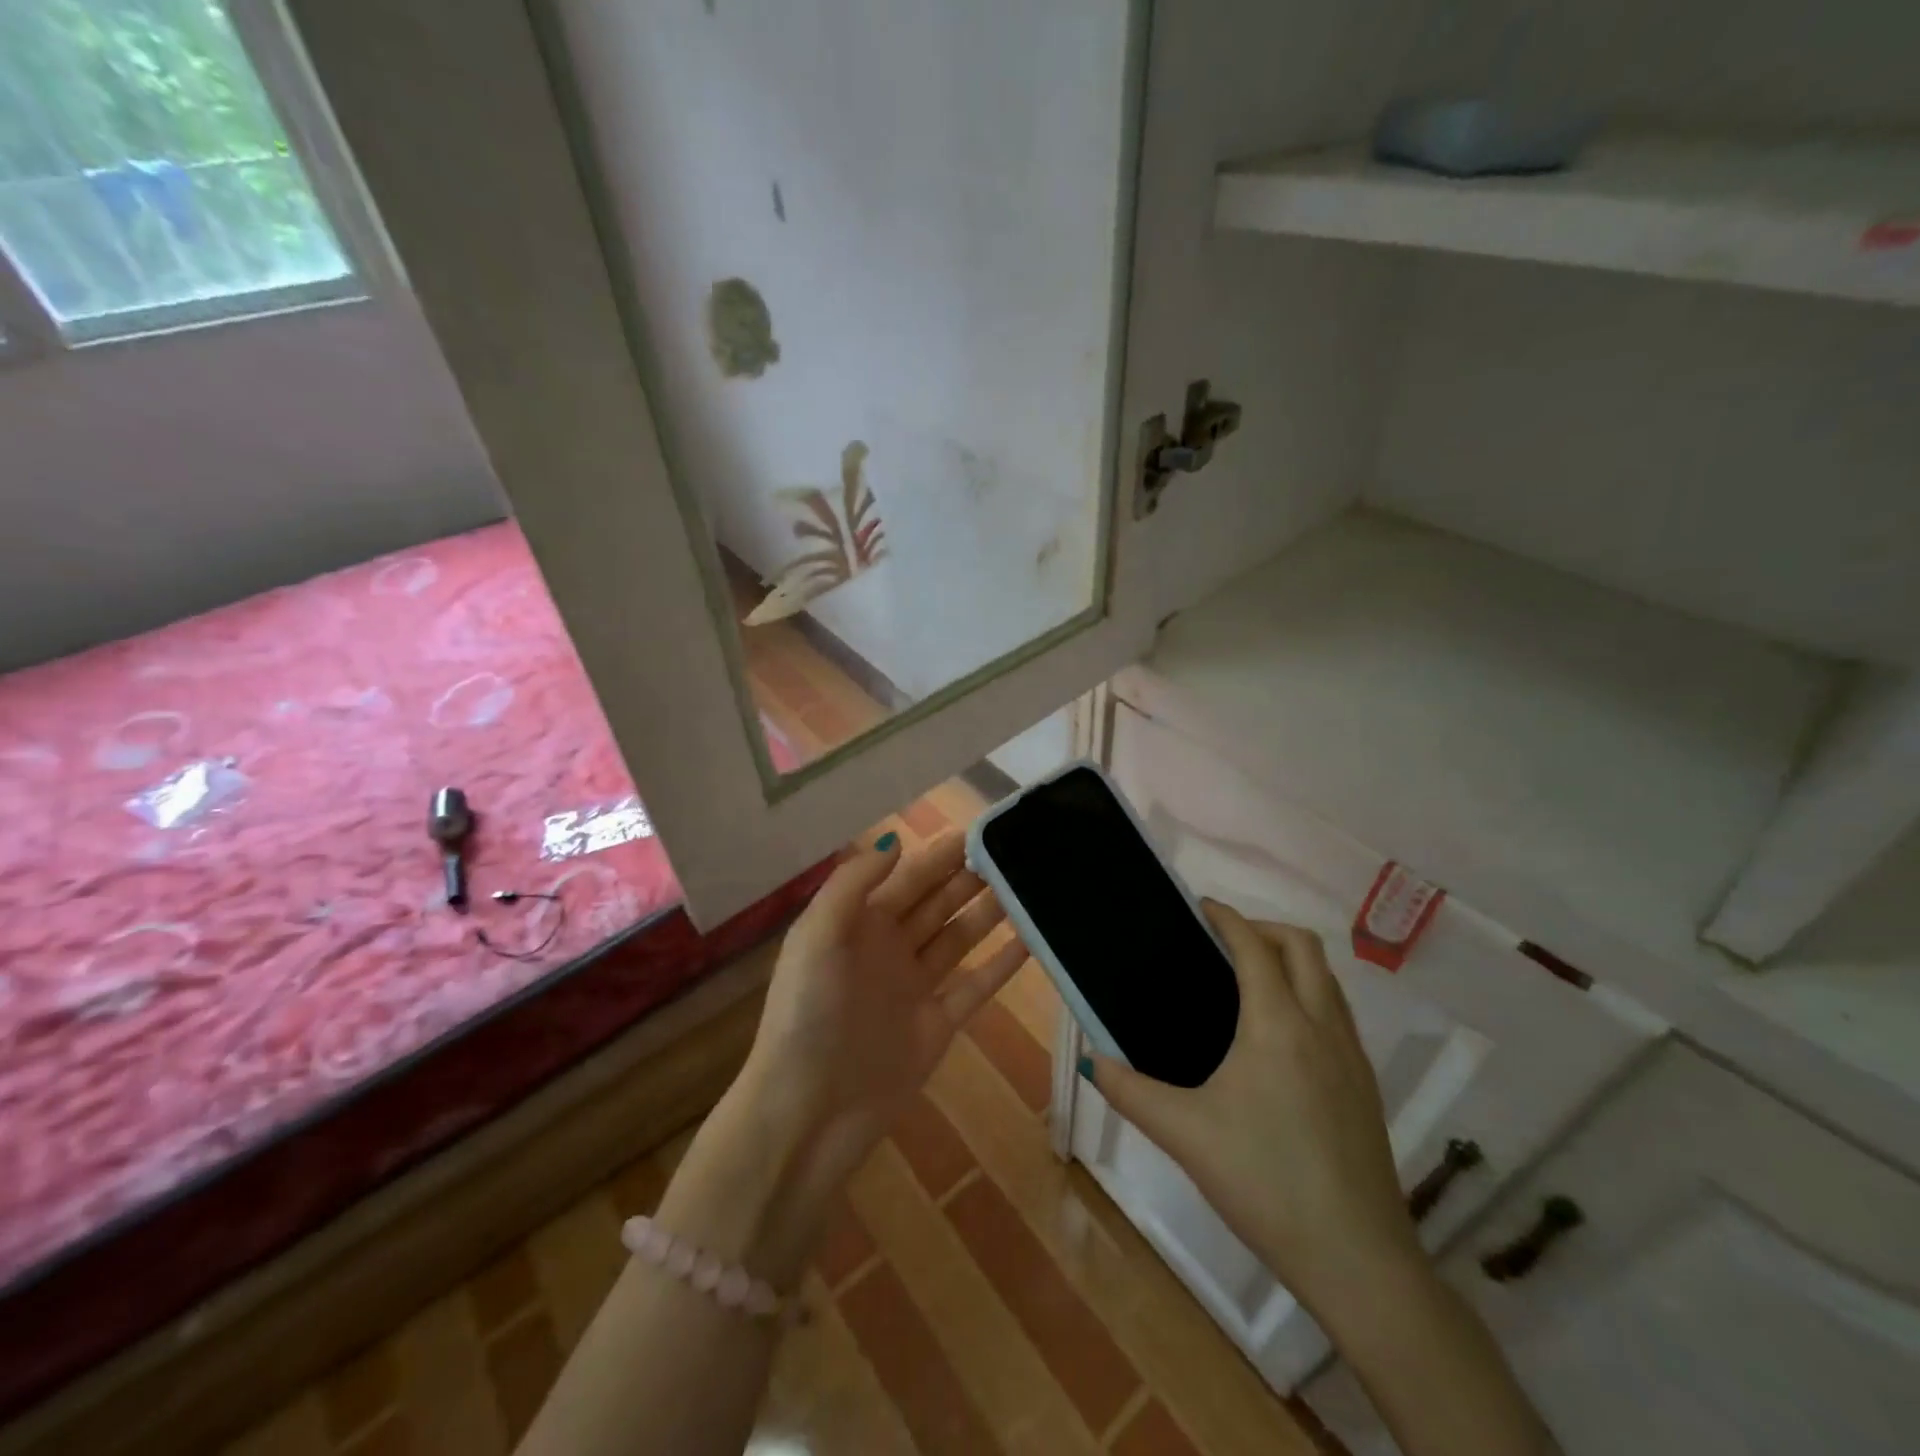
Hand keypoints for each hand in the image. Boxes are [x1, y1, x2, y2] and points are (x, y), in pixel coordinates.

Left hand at [738, 831, 1029, 1176]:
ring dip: (990, 911)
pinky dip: (1001, 963)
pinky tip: (1030, 940)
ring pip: (959, 937)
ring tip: (1028, 884)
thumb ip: (854, 884)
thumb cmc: (807, 1015)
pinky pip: (976, 985)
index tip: (979, 828)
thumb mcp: (817, 937)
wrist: (809, 1112)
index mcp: (858, 924)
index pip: (908, 877)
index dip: (940, 854)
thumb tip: (896, 840)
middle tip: (1015, 850)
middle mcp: (889, 948)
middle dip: (970, 876)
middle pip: (937, 902)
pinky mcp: (938, 1024)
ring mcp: (915, 986)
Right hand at [1083, 902, 1422, 1321]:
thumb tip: (1092, 1062)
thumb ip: (1131, 1091)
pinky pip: (1337, 1013)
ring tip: (1246, 980)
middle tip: (1221, 942)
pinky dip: (1308, 994)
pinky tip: (1278, 1036)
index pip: (1254, 946)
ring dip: (1290, 960)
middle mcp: (1322, 1026)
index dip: (1227, 918)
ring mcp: (1352, 1056)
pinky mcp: (1365, 1086)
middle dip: (1263, 929)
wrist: (1358, 1260)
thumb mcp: (1184, 1134)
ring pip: (1328, 979)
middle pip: (1303, 946)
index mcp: (1277, 1024)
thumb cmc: (1264, 1182)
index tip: (1200, 907)